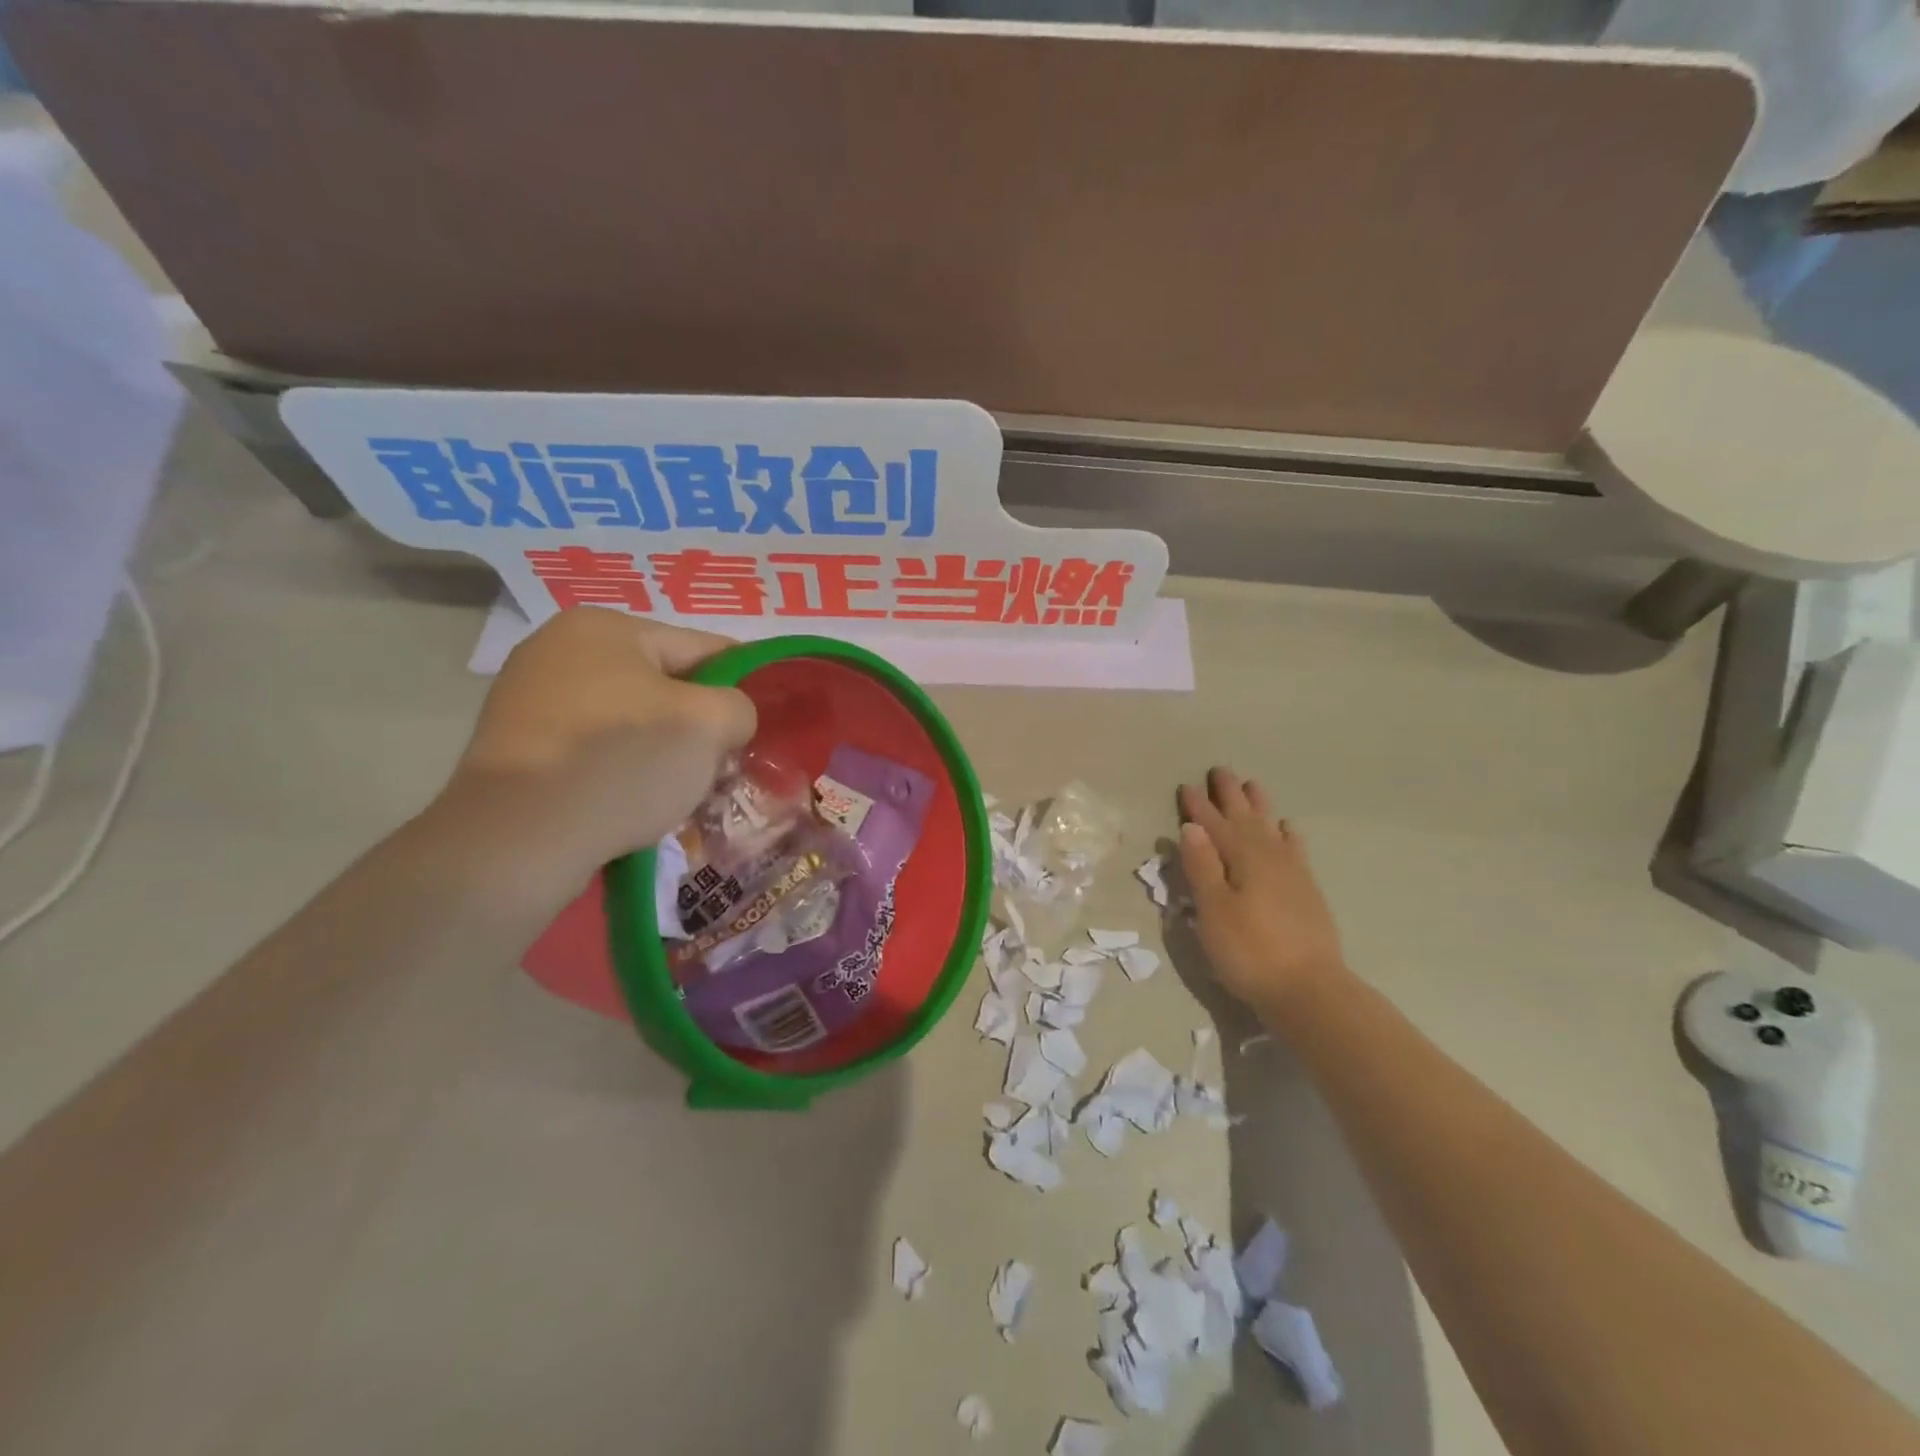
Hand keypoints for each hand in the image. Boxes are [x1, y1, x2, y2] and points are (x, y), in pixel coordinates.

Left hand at [437, 609, 755, 888]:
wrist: (517, 840)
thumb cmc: (622, 763)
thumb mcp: (708, 724)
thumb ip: (739, 706)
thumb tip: (725, 721)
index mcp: (605, 626)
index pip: (703, 648)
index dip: (742, 685)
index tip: (757, 727)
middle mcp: (560, 648)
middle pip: (665, 684)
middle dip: (697, 725)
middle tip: (720, 767)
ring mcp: (530, 697)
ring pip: (631, 719)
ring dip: (663, 751)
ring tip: (681, 793)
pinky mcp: (517, 746)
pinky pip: (595, 748)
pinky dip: (623, 769)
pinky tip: (635, 802)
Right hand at [1178, 767, 1346, 1018]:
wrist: (1309, 990)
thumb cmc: (1250, 951)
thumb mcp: (1214, 910)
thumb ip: (1202, 867)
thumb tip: (1192, 827)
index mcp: (1241, 858)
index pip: (1213, 824)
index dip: (1199, 806)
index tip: (1187, 786)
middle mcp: (1268, 856)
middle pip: (1245, 818)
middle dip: (1230, 795)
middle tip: (1220, 770)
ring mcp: (1292, 872)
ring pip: (1271, 828)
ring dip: (1259, 807)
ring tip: (1252, 786)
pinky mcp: (1306, 891)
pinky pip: (1294, 849)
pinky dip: (1287, 835)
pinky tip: (1287, 829)